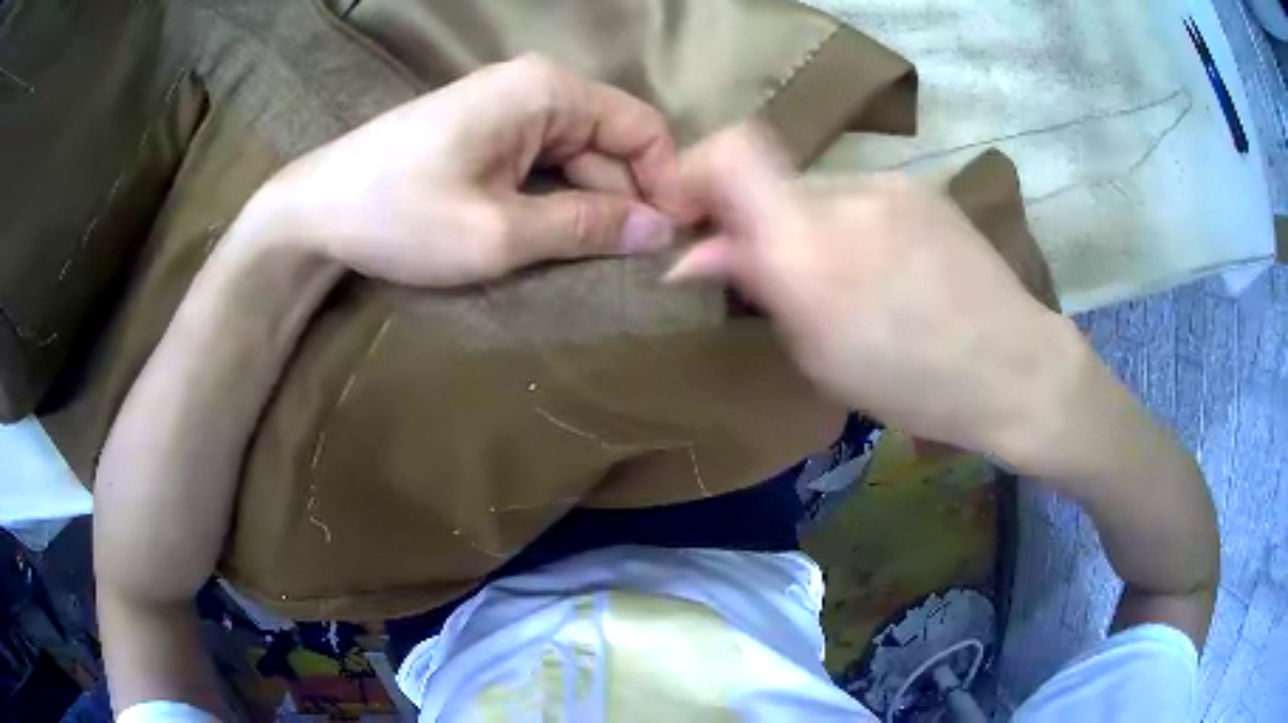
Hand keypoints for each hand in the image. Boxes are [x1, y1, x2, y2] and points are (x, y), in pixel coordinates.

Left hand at [247, 55, 693, 286]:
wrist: (315, 211)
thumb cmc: (401, 215)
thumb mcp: (500, 232)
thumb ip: (586, 227)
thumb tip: (660, 230)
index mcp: (548, 91)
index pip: (643, 127)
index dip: (666, 183)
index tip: (670, 241)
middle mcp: (536, 86)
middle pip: (611, 141)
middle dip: (626, 198)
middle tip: (634, 265)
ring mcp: (508, 106)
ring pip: (577, 154)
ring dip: (589, 204)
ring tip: (591, 259)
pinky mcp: (486, 129)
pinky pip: (543, 160)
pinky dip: (555, 197)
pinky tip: (551, 235)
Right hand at [668, 125, 1081, 464]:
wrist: (1014, 367)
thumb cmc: (913, 385)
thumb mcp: (817, 355)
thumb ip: (753, 285)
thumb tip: (694, 252)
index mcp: (808, 247)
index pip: (729, 154)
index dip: (696, 173)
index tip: (692, 218)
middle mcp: (844, 194)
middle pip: (770, 182)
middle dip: (757, 223)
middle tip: (779, 280)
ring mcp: (888, 184)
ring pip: (816, 192)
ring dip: (808, 228)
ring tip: (847, 283)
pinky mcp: (920, 187)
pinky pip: (858, 197)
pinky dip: (849, 226)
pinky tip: (886, 269)